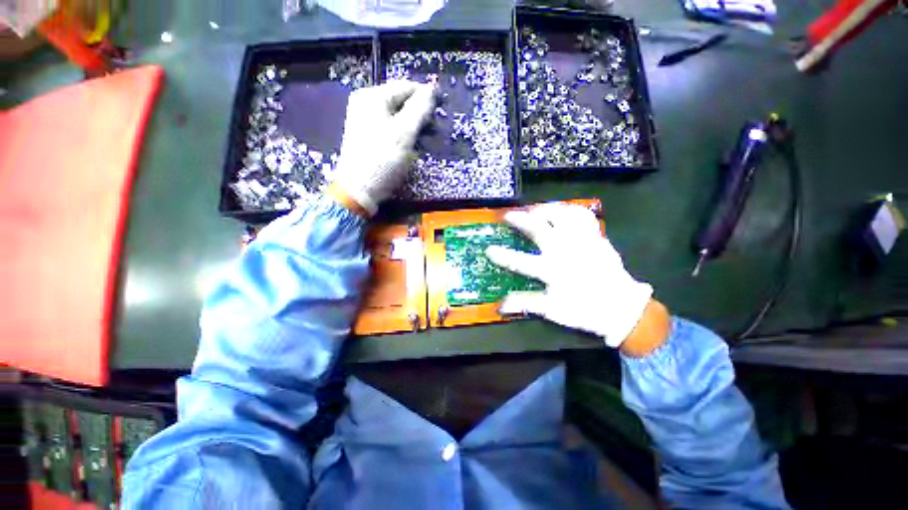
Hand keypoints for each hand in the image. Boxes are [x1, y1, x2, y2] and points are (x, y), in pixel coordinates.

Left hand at [331, 80, 436, 214]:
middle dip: (419, 114)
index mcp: (373, 96)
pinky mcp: (367, 135)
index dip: (426, 96)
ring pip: (396, 116)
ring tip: (424, 140)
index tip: (443, 108)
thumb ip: (420, 109)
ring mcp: (364, 119)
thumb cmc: (383, 159)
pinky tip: (409, 146)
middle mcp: (366, 102)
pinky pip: (390, 127)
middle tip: (433, 130)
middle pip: (401, 101)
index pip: (406, 87)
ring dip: (413, 125)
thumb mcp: (405, 133)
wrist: (359, 189)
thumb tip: (432, 89)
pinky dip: (402, 134)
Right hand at [486, 203, 652, 347]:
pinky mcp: (596, 237)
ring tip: (532, 209)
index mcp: (553, 270)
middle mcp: (566, 251)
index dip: (502, 255)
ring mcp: (582, 241)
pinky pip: (583, 215)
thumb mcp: (553, 310)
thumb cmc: (584, 310)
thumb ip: (526, 303)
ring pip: (561, 215)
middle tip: (507, 215)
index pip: (520, 262)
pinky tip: (560, 210)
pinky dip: (570, 209)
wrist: (622, 307)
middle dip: (520, 220)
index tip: (488, 249)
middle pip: (539, 229)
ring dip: (544, 209)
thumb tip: (500, 305)